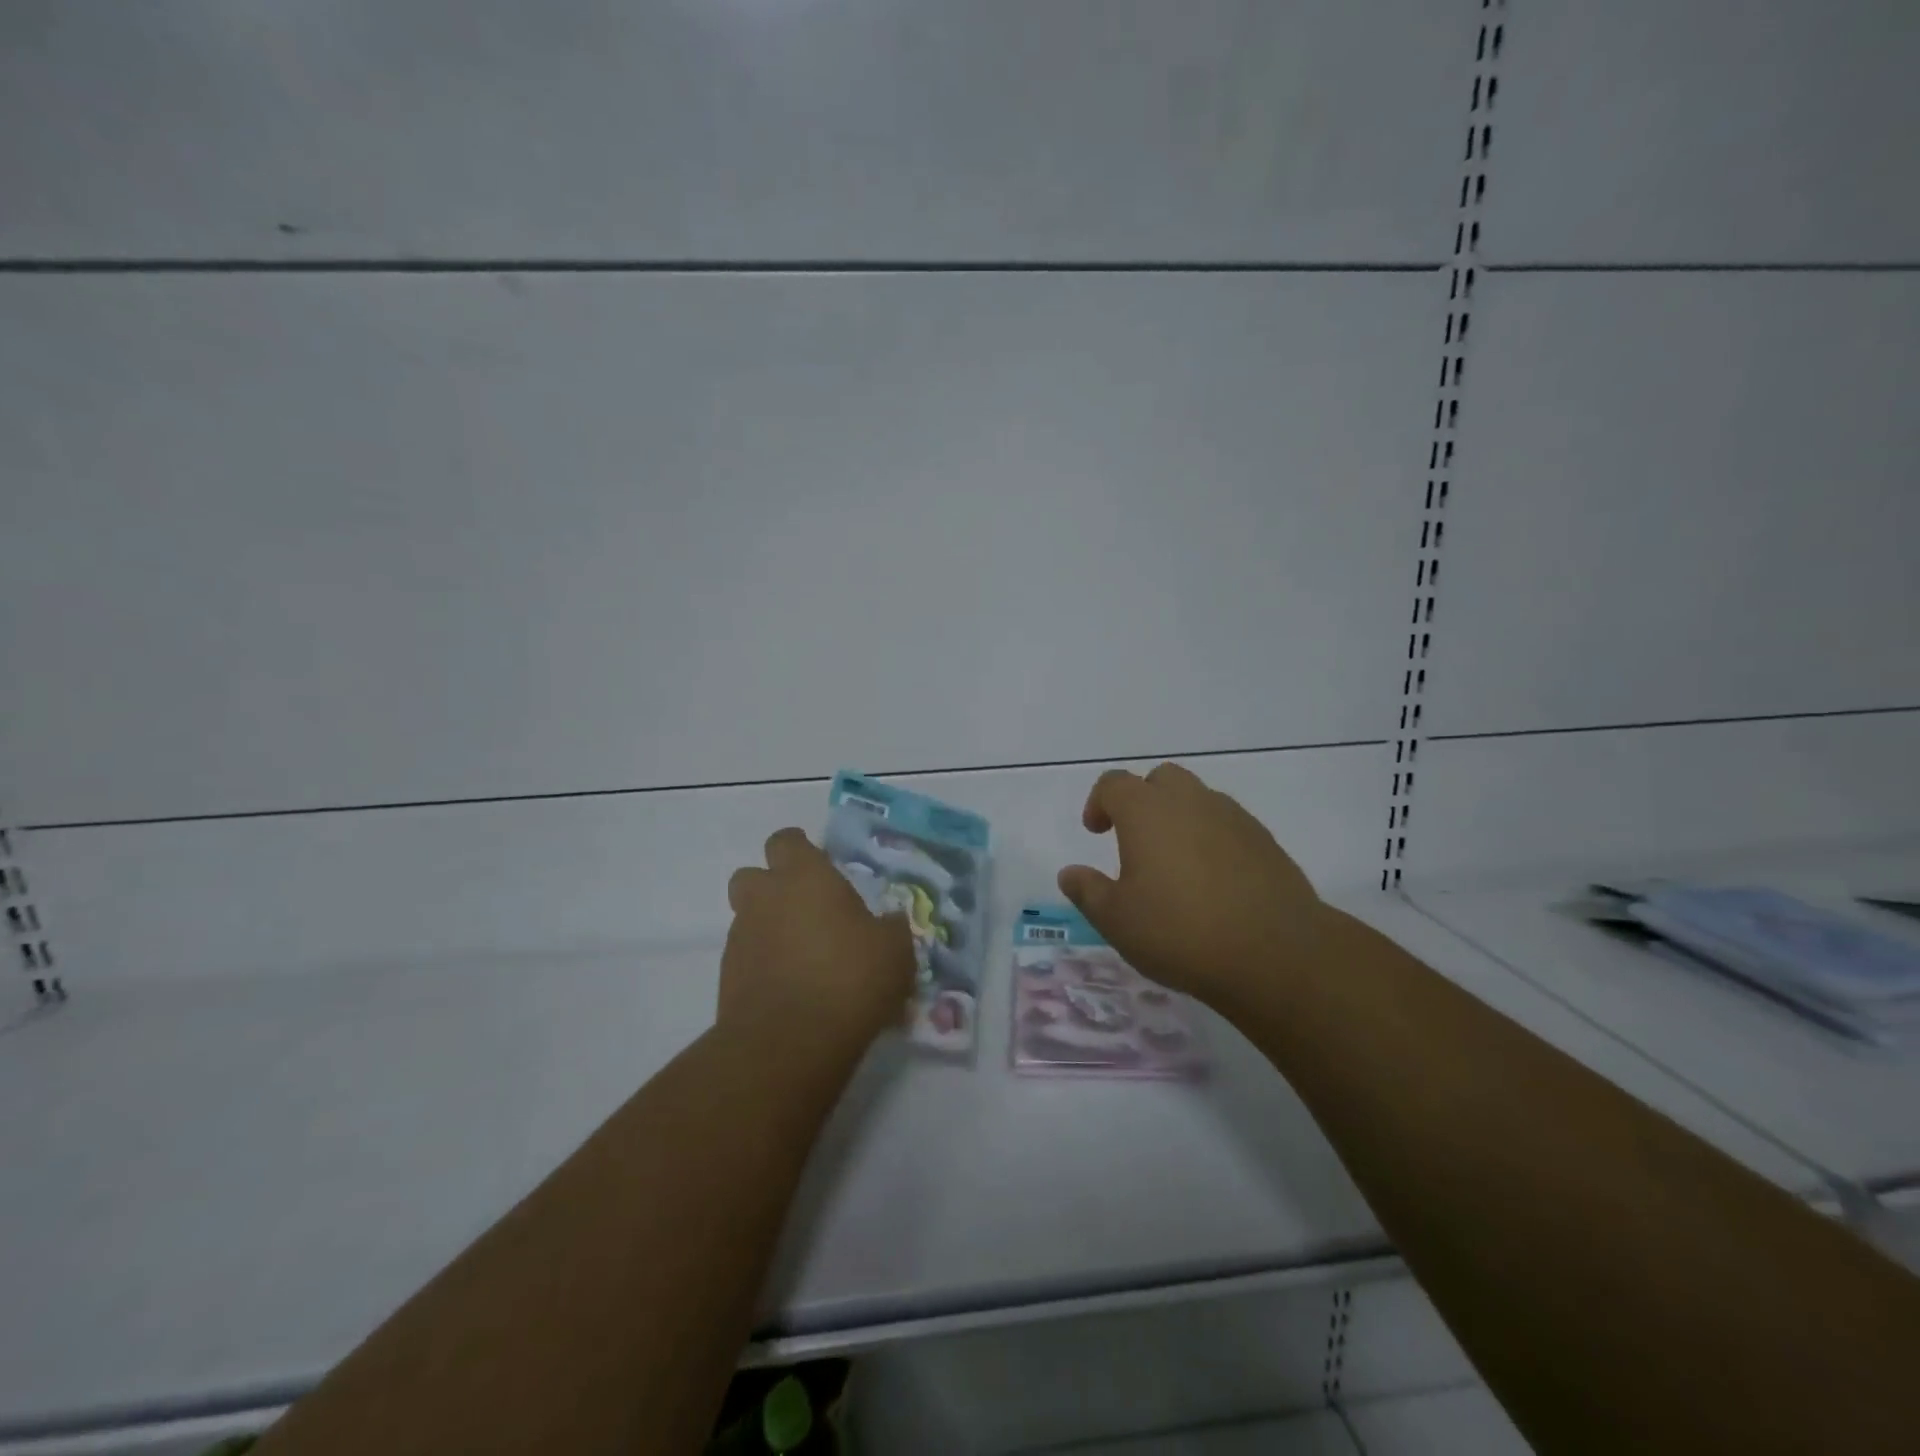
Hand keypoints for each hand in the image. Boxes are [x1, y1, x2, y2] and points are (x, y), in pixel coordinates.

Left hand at [723, 828, 917, 1050]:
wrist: (789, 1042)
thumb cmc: (850, 978)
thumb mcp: (894, 950)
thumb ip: (890, 928)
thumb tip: (888, 922)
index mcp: (804, 877)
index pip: (787, 841)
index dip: (801, 850)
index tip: (821, 867)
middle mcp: (765, 898)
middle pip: (752, 875)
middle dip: (773, 887)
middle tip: (807, 910)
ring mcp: (741, 938)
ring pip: (748, 918)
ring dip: (770, 928)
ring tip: (805, 958)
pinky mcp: (727, 978)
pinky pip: (747, 958)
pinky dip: (764, 965)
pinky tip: (792, 989)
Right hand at [1057, 763, 1325, 1008]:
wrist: (1276, 954)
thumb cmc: (1180, 931)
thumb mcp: (1116, 920)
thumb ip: (1087, 891)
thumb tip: (1070, 873)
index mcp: (1147, 811)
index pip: (1114, 784)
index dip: (1099, 803)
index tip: (1096, 832)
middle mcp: (1190, 801)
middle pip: (1161, 779)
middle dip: (1143, 800)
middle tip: (1134, 841)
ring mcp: (1233, 818)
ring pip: (1198, 800)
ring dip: (1180, 819)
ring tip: (1174, 865)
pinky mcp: (1265, 842)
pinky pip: (1228, 825)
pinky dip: (1212, 839)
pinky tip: (1212, 882)